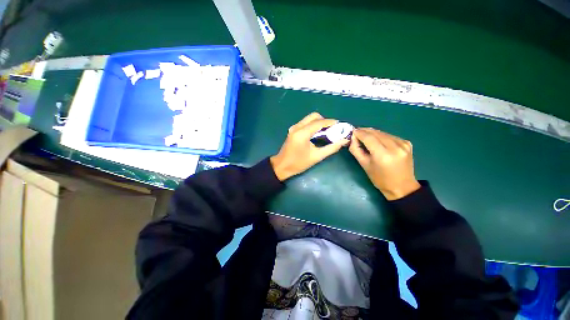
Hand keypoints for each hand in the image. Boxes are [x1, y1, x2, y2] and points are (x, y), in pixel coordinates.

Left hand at [271, 112, 348, 180]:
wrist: (282, 166)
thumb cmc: (298, 163)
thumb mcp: (316, 157)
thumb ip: (331, 148)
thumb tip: (343, 141)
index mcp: (302, 133)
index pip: (319, 122)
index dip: (331, 122)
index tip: (340, 125)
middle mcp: (297, 127)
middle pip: (313, 116)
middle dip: (324, 121)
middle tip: (332, 129)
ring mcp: (293, 128)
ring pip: (309, 119)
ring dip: (318, 123)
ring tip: (326, 132)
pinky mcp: (292, 130)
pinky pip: (305, 123)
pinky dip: (313, 125)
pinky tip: (317, 134)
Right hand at [349, 128, 420, 199]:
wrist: (402, 187)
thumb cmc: (380, 179)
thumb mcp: (364, 165)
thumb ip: (356, 150)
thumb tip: (352, 138)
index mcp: (383, 155)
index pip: (368, 137)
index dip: (359, 133)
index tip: (352, 131)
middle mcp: (395, 147)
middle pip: (376, 133)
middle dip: (365, 131)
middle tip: (356, 132)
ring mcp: (403, 144)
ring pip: (383, 133)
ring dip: (373, 133)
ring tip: (365, 136)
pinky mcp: (407, 143)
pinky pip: (390, 136)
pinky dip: (381, 136)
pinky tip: (378, 141)